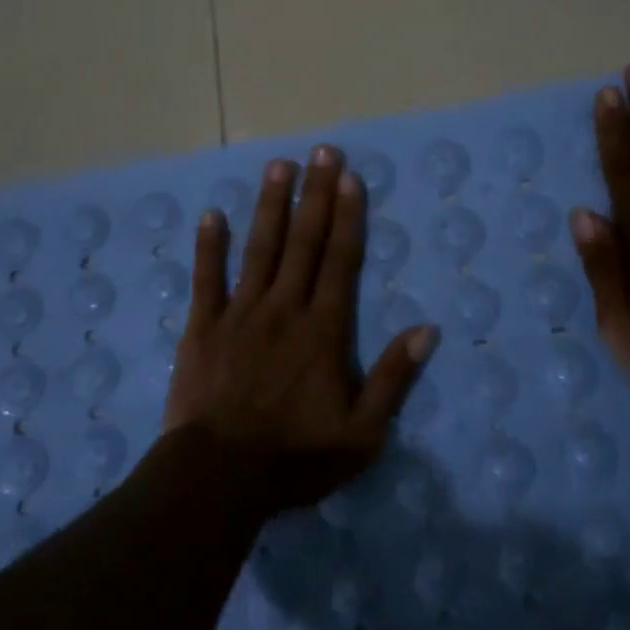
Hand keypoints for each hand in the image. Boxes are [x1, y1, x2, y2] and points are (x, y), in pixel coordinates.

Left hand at [164, 146, 438, 511]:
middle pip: (304, 242)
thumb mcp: (362, 434)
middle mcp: (284, 309)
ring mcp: (240, 314)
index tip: (350, 177)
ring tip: (278, 166)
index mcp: (323, 330)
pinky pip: (206, 279)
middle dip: (316, 194)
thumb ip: (393, 379)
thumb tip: (427, 330)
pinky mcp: (202, 328)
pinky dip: (209, 246)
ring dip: (271, 206)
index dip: (348, 216)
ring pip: (259, 249)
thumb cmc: (296, 457)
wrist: (219, 478)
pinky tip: (212, 215)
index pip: (341, 260)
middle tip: (322, 151)